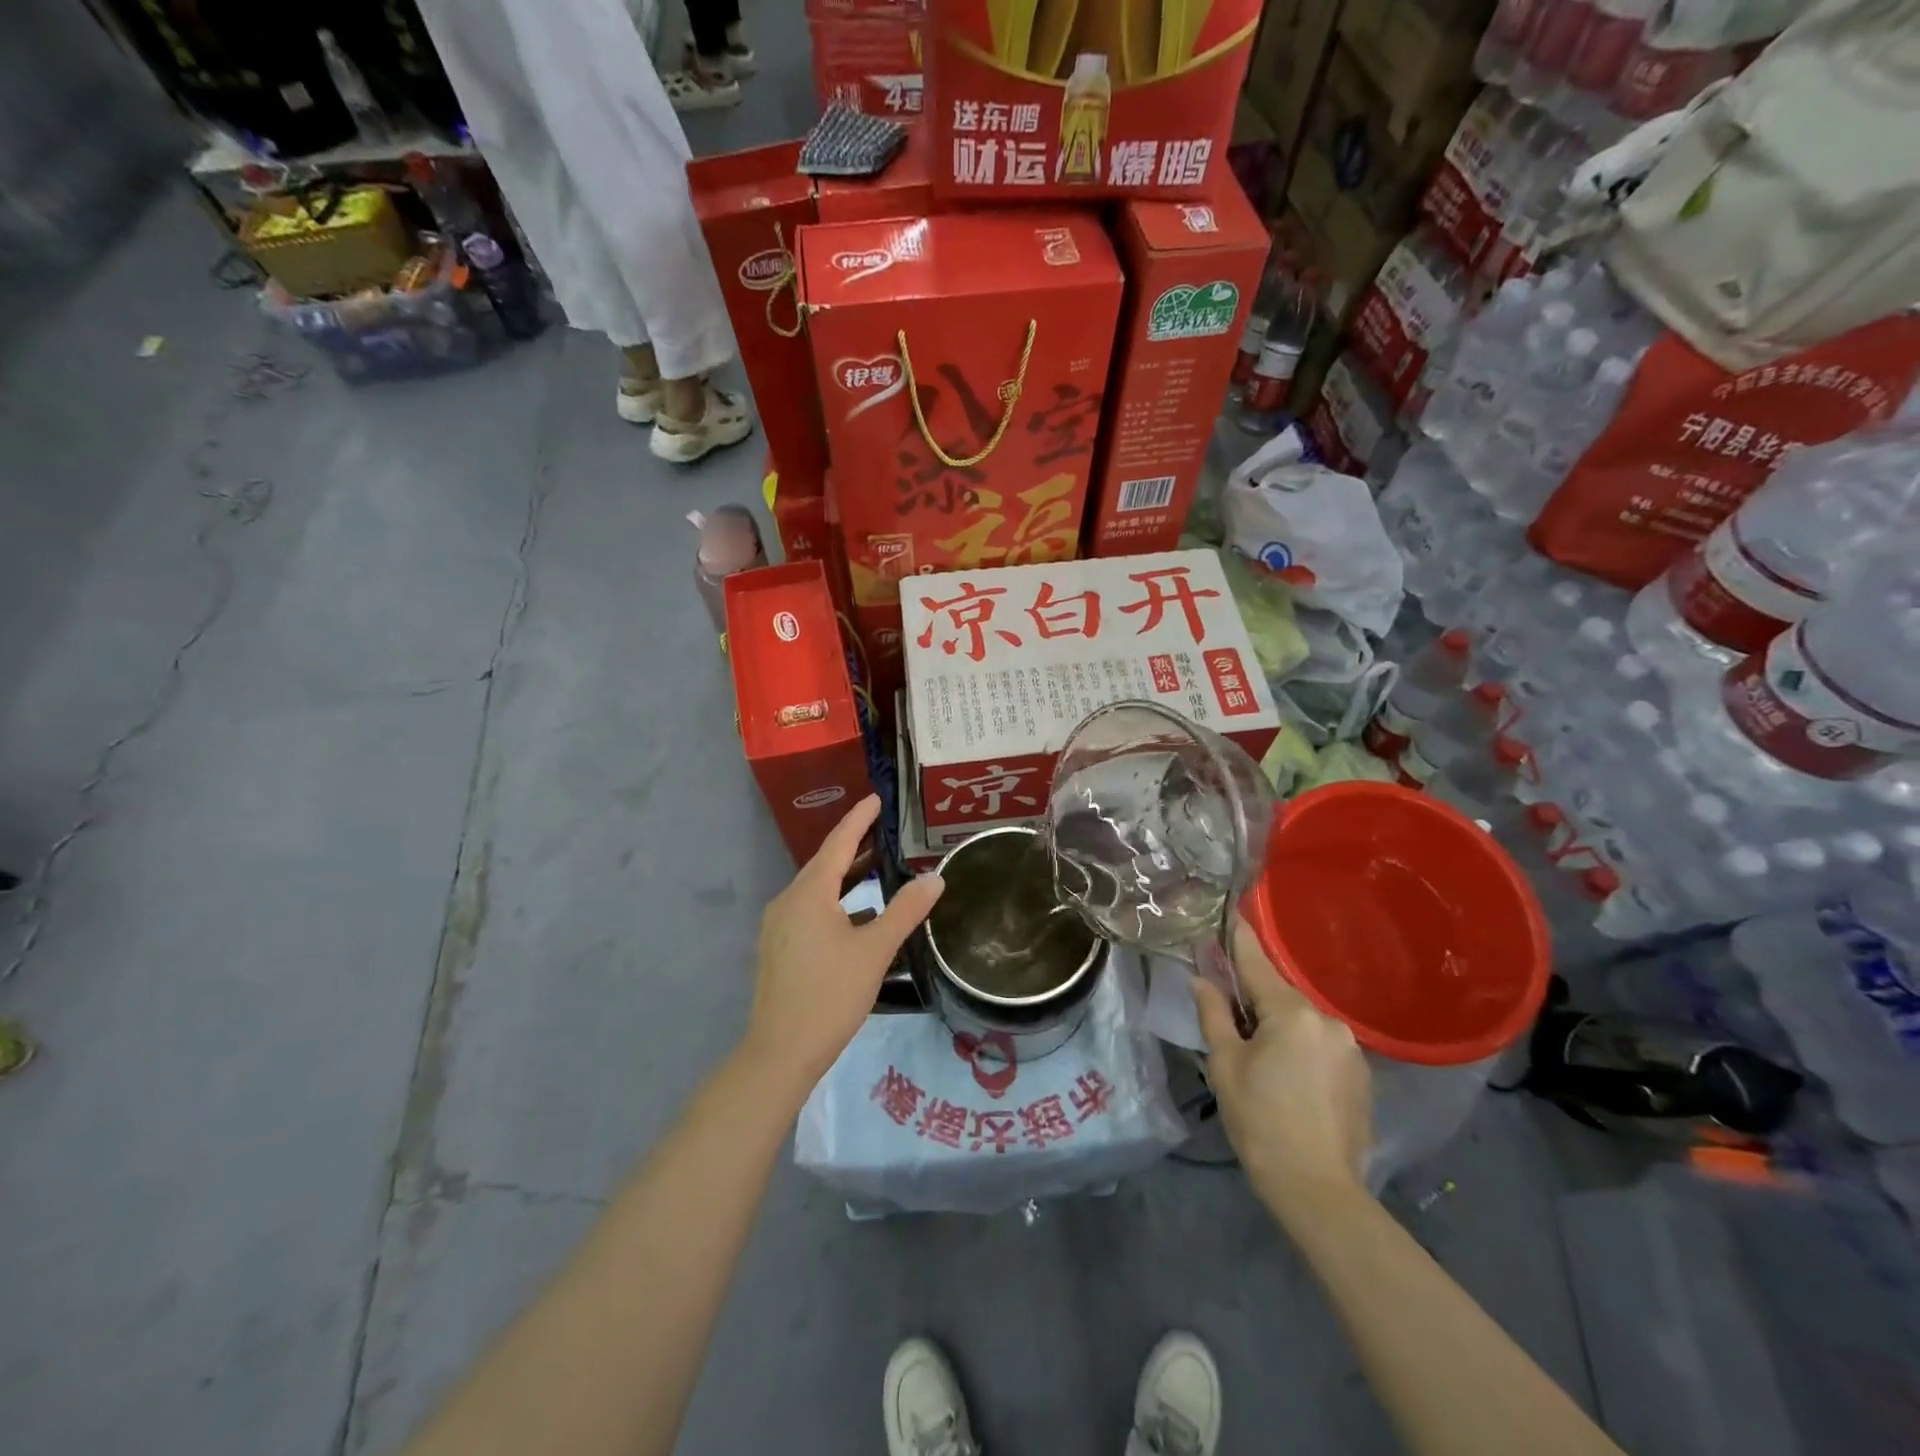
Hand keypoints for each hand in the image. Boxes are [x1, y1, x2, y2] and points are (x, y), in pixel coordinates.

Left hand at [744, 795, 943, 1090]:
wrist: (780, 1051)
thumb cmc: (830, 994)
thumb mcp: (875, 951)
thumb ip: (905, 911)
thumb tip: (935, 878)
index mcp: (809, 893)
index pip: (839, 842)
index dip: (859, 819)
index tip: (877, 799)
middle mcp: (788, 900)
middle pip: (825, 863)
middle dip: (855, 845)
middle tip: (886, 830)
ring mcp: (779, 925)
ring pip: (817, 889)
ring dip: (847, 877)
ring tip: (878, 869)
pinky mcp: (779, 948)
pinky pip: (811, 910)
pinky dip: (837, 903)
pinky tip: (859, 918)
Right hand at [1193, 918, 1373, 1226]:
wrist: (1319, 1191)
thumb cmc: (1260, 1122)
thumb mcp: (1225, 1065)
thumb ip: (1214, 1014)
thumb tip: (1202, 979)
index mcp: (1291, 1013)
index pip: (1256, 962)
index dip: (1238, 937)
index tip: (1229, 912)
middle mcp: (1327, 1020)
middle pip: (1279, 994)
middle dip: (1254, 997)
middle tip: (1228, 1013)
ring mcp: (1350, 1047)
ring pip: (1301, 1021)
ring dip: (1278, 1026)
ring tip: (1258, 1057)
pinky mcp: (1361, 1074)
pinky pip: (1321, 1044)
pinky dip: (1300, 1048)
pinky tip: (1288, 1078)